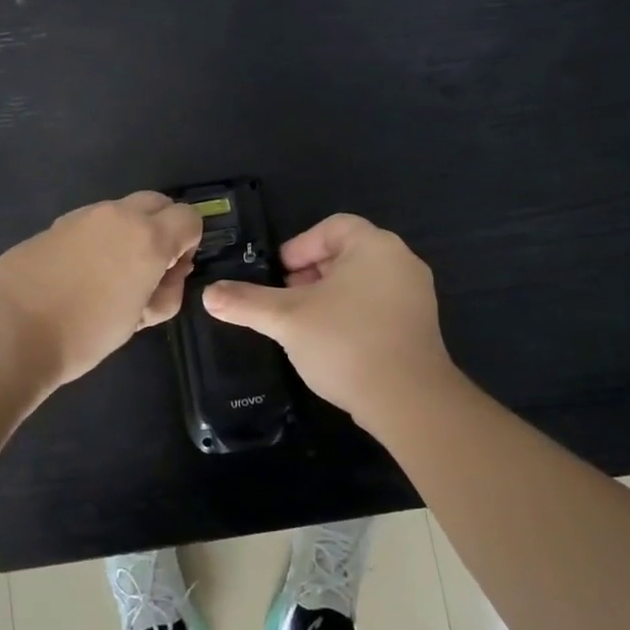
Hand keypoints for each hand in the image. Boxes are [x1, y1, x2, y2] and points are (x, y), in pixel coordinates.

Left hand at [0, 191, 202, 392]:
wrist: (9, 332)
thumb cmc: (84, 334)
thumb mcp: (139, 320)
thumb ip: (164, 290)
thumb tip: (168, 273)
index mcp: (147, 237)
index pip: (189, 217)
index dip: (189, 242)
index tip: (173, 269)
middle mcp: (118, 215)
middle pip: (157, 202)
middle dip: (162, 227)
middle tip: (148, 267)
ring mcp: (82, 216)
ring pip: (121, 211)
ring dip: (128, 231)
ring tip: (110, 275)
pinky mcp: (54, 225)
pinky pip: (90, 223)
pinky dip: (97, 238)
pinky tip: (78, 274)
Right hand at [201, 213, 453, 428]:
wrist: (409, 402)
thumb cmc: (346, 343)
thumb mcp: (287, 319)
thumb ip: (247, 302)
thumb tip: (208, 294)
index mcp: (374, 245)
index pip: (332, 227)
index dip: (300, 246)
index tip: (278, 274)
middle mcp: (401, 261)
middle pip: (346, 253)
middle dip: (311, 273)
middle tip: (286, 299)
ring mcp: (416, 295)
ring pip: (362, 281)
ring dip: (329, 295)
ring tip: (304, 323)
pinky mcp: (421, 326)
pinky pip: (379, 306)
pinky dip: (352, 314)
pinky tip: (332, 343)